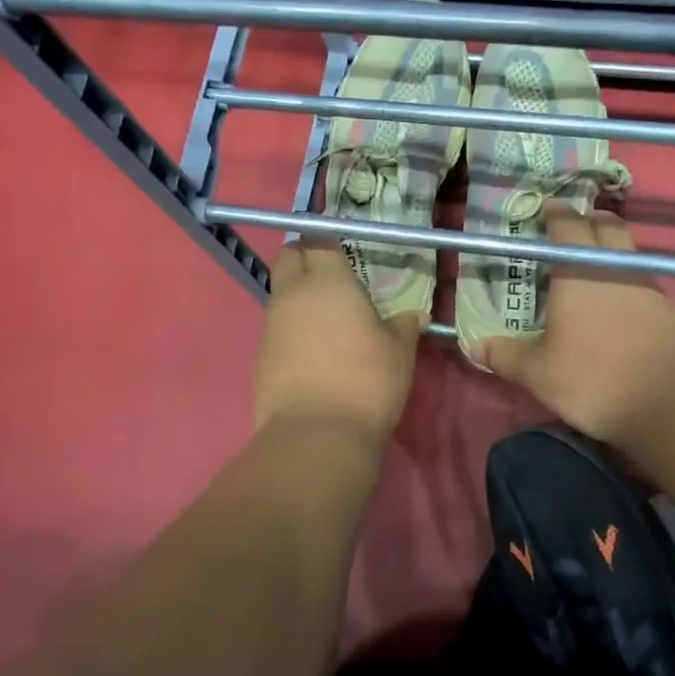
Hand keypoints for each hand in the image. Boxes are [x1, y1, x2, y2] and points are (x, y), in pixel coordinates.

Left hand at [255, 239, 421, 447]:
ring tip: (328, 319)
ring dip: (299, 296)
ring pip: (280, 293)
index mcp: (328, 281)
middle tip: (333, 278)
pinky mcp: (261, 355)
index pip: (319, 240)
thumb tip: (413, 317)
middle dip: (305, 258)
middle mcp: (292, 294)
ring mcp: (271, 325)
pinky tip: (314, 351)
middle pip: (288, 258)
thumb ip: (404, 327)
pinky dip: (292, 328)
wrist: (316, 434)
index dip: (330, 242)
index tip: (346, 253)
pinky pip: (276, 327)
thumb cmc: (366, 382)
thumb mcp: (399, 353)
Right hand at [479, 205, 674, 448]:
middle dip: (589, 221)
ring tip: (590, 271)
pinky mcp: (672, 312)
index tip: (546, 210)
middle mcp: (617, 268)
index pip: (568, 226)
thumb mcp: (538, 373)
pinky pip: (644, 283)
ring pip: (628, 254)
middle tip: (570, 230)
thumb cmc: (594, 378)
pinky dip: (627, 284)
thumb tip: (475, 346)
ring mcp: (650, 288)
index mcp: (579, 272)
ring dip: (610, 252)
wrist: (673, 403)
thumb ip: (505, 356)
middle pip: (607, 227)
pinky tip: (617, 309)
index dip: (556, 214)